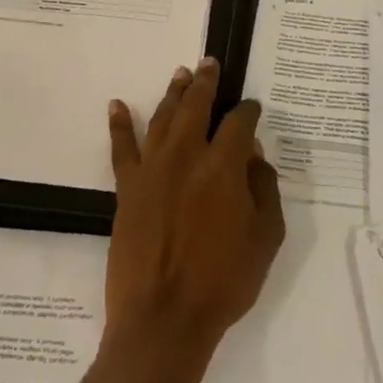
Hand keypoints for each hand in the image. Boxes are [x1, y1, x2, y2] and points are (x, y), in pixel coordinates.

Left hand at [104, 59, 285, 363]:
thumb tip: (253, 156)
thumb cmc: (224, 281)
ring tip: (181, 75)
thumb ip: (263, 189)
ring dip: (173, 94)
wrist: (164, 318)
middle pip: (196, 106)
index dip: (248, 111)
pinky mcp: (127, 188)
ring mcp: (152, 169)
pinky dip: (119, 124)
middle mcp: (186, 155)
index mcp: (223, 165)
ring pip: (162, 118)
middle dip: (206, 82)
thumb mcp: (266, 238)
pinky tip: (116, 105)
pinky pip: (121, 148)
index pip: (239, 123)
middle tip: (210, 64)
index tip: (252, 108)